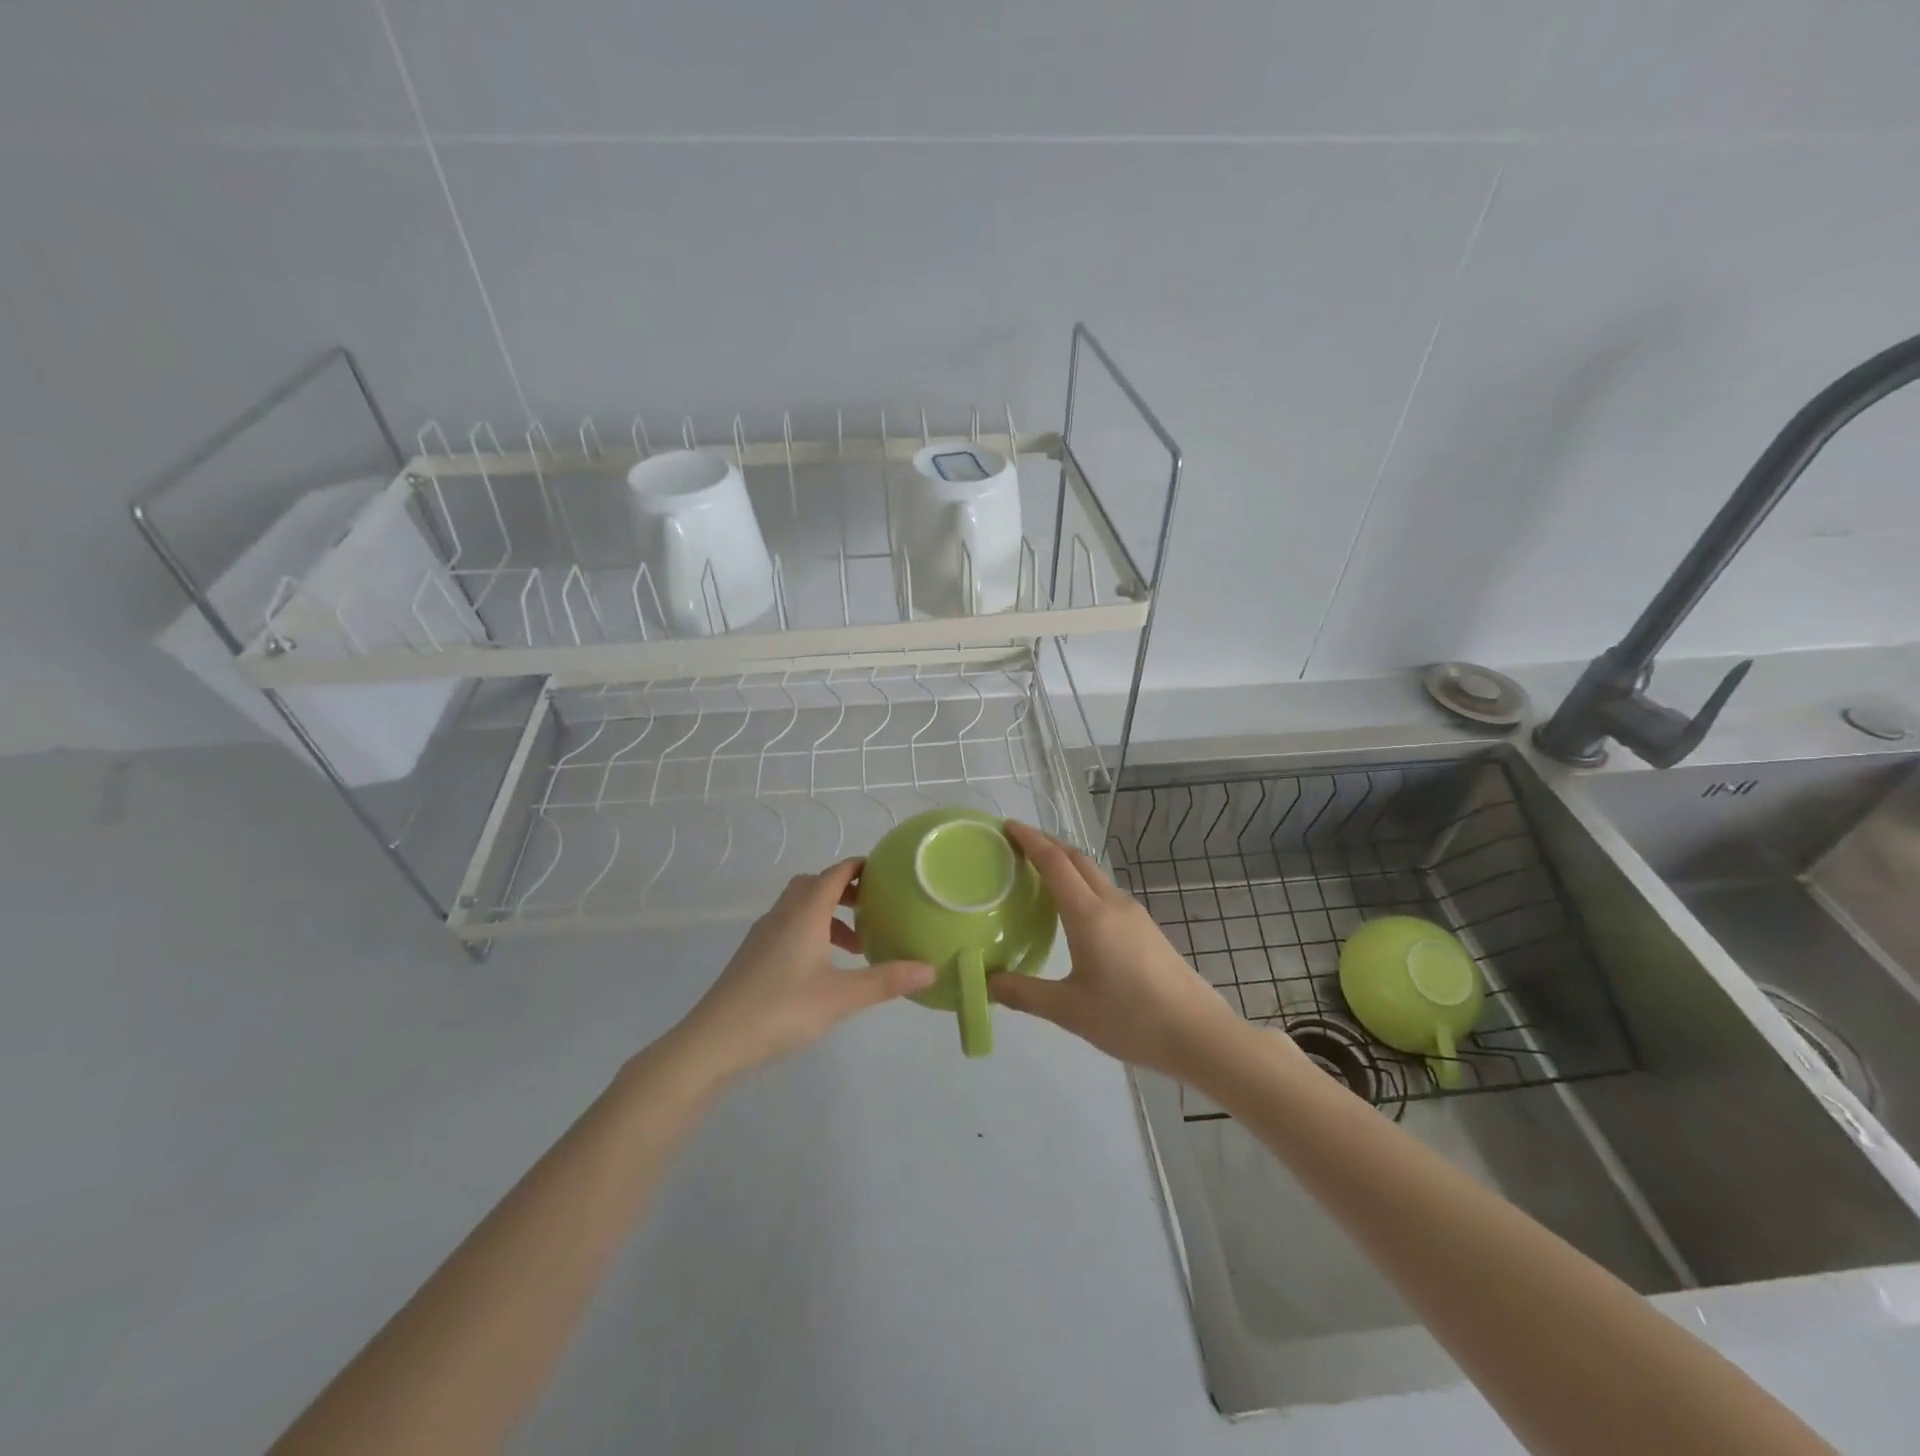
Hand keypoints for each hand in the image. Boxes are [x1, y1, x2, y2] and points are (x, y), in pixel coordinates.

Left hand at [673, 859, 933, 1082]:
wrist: (713, 1041)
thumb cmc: (781, 1010)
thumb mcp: (841, 997)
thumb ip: (886, 980)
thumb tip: (931, 969)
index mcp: (805, 912)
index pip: (836, 873)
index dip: (861, 867)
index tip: (888, 872)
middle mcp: (783, 914)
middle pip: (816, 884)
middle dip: (846, 890)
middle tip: (875, 907)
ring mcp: (763, 934)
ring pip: (800, 907)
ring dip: (829, 914)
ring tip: (856, 945)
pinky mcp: (753, 955)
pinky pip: (789, 926)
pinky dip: (812, 932)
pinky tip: (823, 967)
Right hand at [988, 823, 1249, 1078]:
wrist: (1198, 1033)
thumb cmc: (1131, 1018)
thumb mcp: (1070, 1011)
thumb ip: (1025, 994)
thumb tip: (987, 984)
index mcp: (1089, 915)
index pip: (1054, 862)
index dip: (1030, 840)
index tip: (1007, 826)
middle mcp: (1112, 903)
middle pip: (1076, 859)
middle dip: (1047, 844)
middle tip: (1017, 845)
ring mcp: (1133, 913)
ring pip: (1094, 874)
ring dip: (1066, 863)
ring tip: (1040, 873)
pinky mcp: (1145, 927)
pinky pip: (1105, 891)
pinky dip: (1082, 884)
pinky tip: (1073, 909)